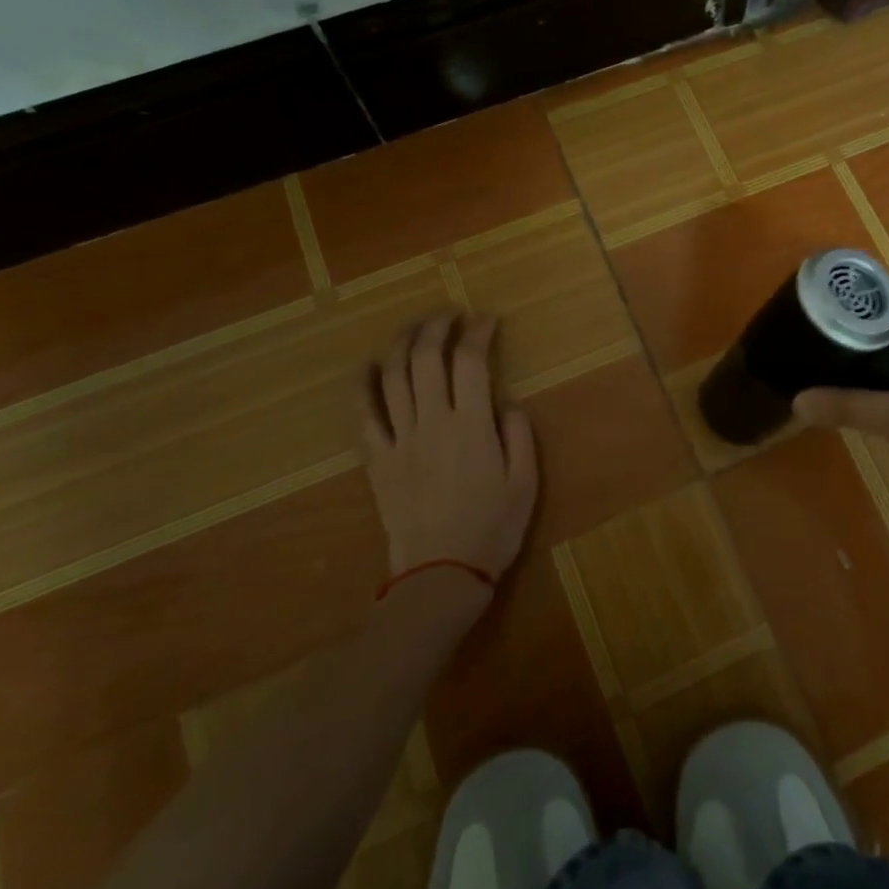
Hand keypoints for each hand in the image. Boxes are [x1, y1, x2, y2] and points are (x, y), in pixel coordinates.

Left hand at [361, 313, 538, 582]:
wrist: (440, 575)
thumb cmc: (492, 529)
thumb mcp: (525, 483)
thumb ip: (519, 434)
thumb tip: (507, 400)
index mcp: (472, 425)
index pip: (471, 361)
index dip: (478, 332)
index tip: (487, 320)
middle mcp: (432, 421)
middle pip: (427, 358)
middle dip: (438, 326)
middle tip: (450, 314)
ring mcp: (400, 438)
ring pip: (394, 377)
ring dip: (403, 343)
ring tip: (415, 327)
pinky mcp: (378, 459)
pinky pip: (363, 415)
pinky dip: (363, 384)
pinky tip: (369, 365)